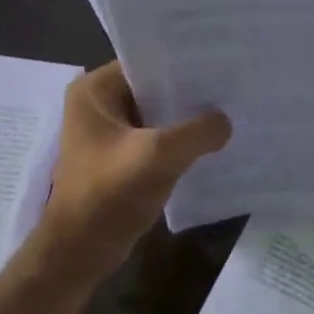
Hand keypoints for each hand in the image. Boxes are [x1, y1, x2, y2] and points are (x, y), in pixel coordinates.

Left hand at [35, 62, 230, 280]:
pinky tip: (213, 142)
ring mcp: (109, 132)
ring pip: (158, 114)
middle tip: (234, 84)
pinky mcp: (121, 156)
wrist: (80, 252)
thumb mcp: (159, 156)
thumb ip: (198, 132)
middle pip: (154, 86)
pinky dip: (180, 140)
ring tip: (231, 109)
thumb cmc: (109, 196)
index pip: (147, 61)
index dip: (184, 61)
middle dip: (190, 90)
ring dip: (187, 118)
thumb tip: (225, 122)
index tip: (222, 60)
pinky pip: (157, 137)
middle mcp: (98, 103)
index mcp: (94, 90)